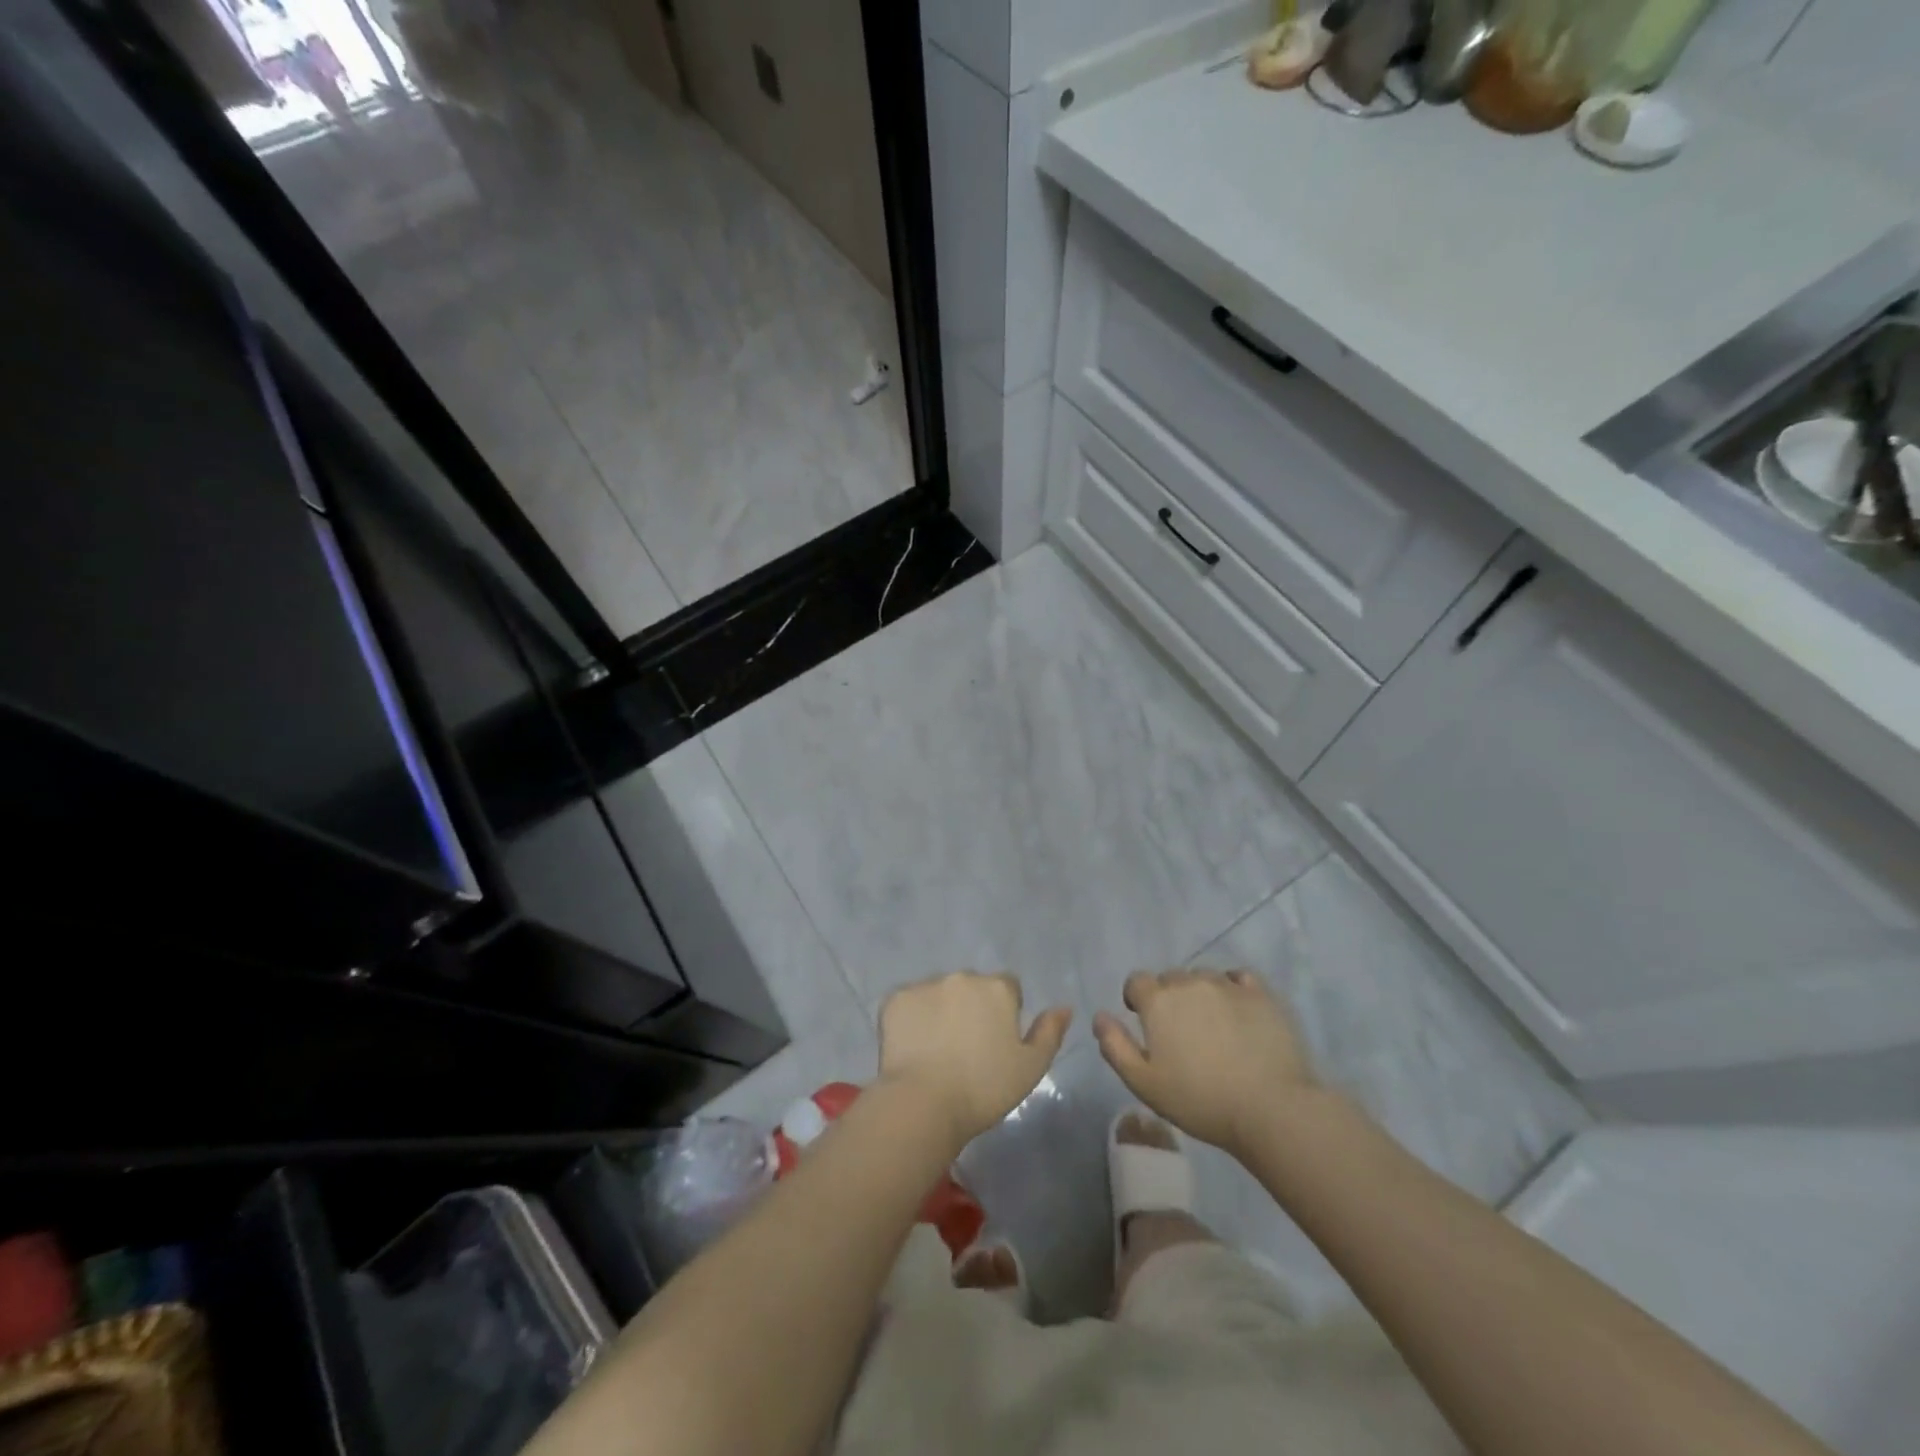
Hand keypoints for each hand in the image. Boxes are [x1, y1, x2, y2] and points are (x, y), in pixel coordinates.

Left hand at [878, 973, 1071, 1148]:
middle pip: (971, 987)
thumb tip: (1064, 1007)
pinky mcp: (896, 999)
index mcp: (997, 988)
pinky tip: (912, 1047)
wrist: (924, 1103)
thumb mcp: (1031, 1068)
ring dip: (941, 1009)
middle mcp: (962, 976)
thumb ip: (1049, 1033)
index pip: (1007, 987)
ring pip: (939, 992)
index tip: (995, 1042)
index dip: (1004, 1012)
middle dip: (971, 1007)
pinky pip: (908, 1003)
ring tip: (936, 1048)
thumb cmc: (984, 1089)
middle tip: (965, 1047)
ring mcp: (926, 985)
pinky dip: (911, 1018)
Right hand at [1095, 970, 1315, 1155]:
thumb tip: (1099, 1016)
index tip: (1146, 1024)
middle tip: (1181, 1033)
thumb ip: (1115, 1046)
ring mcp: (1227, 985)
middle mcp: (1189, 982)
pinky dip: (1233, 989)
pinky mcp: (1261, 994)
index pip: (1137, 981)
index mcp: (1158, 1001)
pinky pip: (1239, 978)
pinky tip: (1239, 1012)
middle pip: (1171, 979)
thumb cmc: (1199, 1100)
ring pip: (1204, 977)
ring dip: (1201, 994)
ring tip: (1213, 1026)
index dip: (1137, 1000)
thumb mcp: (1144, 1083)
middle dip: (1170, 998)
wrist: (1270, 1108)